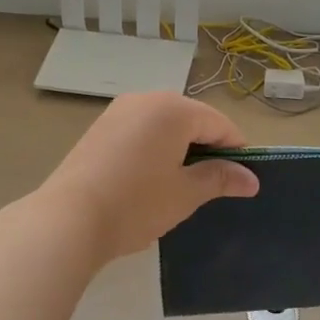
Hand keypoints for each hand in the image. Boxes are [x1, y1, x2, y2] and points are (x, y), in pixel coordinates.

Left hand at [39, 93, 259, 262]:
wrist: (67, 219)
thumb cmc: (136, 204)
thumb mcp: (185, 194)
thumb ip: (220, 179)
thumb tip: (251, 179)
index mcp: (174, 109)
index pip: (219, 124)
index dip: (236, 149)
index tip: (241, 178)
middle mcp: (147, 99)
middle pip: (191, 118)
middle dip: (206, 147)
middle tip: (211, 184)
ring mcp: (119, 111)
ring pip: (163, 124)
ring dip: (179, 147)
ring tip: (179, 183)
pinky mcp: (100, 127)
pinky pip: (140, 130)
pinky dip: (153, 147)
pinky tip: (148, 178)